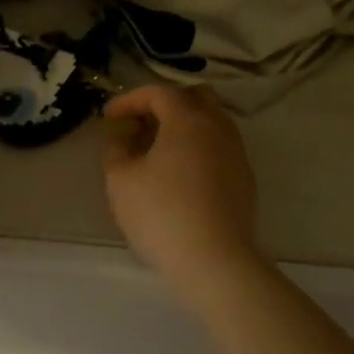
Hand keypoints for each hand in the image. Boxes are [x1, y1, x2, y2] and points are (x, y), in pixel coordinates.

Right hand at [102, 85, 260, 289]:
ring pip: (210, 123)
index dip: (129, 100)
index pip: (158, 92)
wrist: (215, 261)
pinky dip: (197, 148)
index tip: (109, 117)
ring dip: (182, 127)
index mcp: (188, 120)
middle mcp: (218, 128)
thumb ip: (116, 151)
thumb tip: (122, 139)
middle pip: (194, 98)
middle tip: (139, 125)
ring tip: (156, 151)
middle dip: (163, 104)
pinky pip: (219, 148)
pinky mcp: (244, 179)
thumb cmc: (161, 214)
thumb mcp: (120, 180)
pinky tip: (178, 175)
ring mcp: (237, 154)